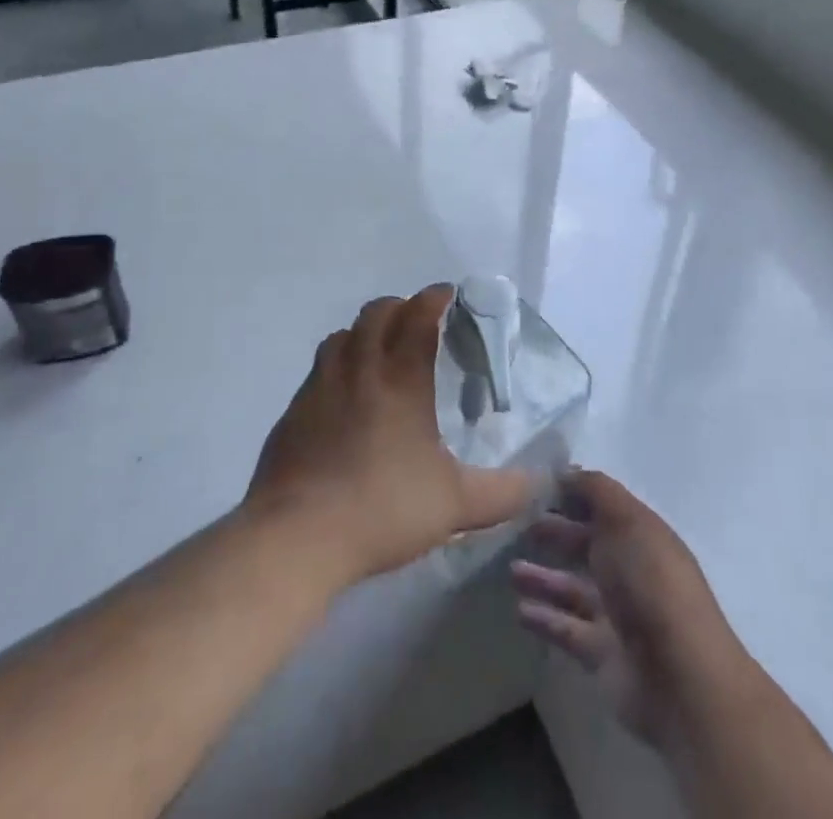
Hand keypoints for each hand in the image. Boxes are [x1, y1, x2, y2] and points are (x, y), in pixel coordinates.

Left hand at [244, 285, 532, 586]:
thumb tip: (540, 482)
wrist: (296, 537)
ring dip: (362, 333)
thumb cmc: (382, 509)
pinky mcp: (292, 413)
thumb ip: (503, 492)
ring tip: (376, 352)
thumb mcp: (455, 506)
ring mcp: (319, 388)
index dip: (434, 298)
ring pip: (341, 336)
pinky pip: (317, 372)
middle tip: (416, 321)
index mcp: (401, 379)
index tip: (448, 295)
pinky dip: (335, 368)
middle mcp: (358, 369)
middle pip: (376, 314)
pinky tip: (341, 399)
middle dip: (399, 307)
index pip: (419, 316)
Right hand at [512, 470, 749, 751]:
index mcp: (641, 534)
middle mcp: (631, 571)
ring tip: (510, 570)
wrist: (679, 676)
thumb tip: (567, 471)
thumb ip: (596, 490)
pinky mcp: (602, 654)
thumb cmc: (651, 582)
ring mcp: (617, 614)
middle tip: (515, 524)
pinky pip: (567, 629)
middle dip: (555, 532)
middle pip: (587, 545)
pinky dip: (544, 618)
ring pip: (573, 588)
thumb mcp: (626, 520)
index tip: (534, 485)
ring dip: (543, 577)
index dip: (572, 494)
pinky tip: (519, 609)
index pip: (603, 506)